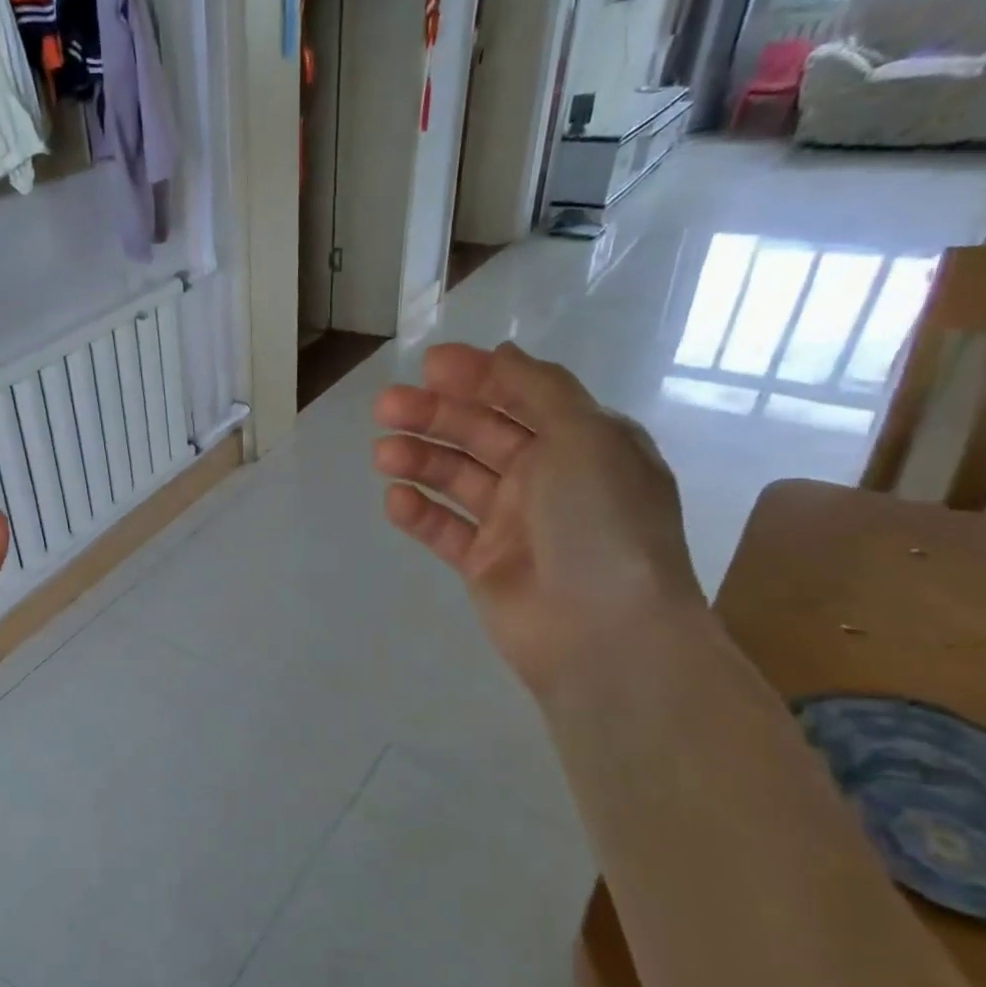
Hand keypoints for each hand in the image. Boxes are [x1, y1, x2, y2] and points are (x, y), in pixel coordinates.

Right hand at [373, 343, 704, 693]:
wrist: (602, 632)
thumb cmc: (600, 523)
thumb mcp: (584, 437)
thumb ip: (538, 389)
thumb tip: (501, 353)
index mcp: (582, 442)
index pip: (521, 396)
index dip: (476, 376)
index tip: (429, 365)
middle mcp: (548, 478)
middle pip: (480, 434)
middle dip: (434, 415)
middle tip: (385, 407)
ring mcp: (513, 523)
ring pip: (456, 478)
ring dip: (419, 459)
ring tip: (383, 454)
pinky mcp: (484, 564)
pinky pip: (444, 529)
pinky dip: (419, 512)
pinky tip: (395, 499)